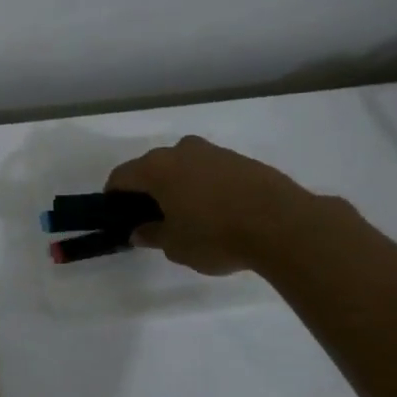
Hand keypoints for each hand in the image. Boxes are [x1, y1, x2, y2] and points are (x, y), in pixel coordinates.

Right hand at [104, 135, 319, 275]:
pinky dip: (204, 187)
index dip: (113, 197)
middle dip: (147, 190)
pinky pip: (210, 171)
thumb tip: (138, 231)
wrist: (283, 224)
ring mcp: (214, 152)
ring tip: (188, 216)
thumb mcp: (175, 245)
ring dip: (177, 186)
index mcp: (157, 168)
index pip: (121, 176)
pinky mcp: (241, 160)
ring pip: (183, 167)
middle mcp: (182, 151)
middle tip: (152, 219)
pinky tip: (217, 212)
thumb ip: (152, 235)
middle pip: (152, 167)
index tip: (117, 216)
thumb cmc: (216, 235)